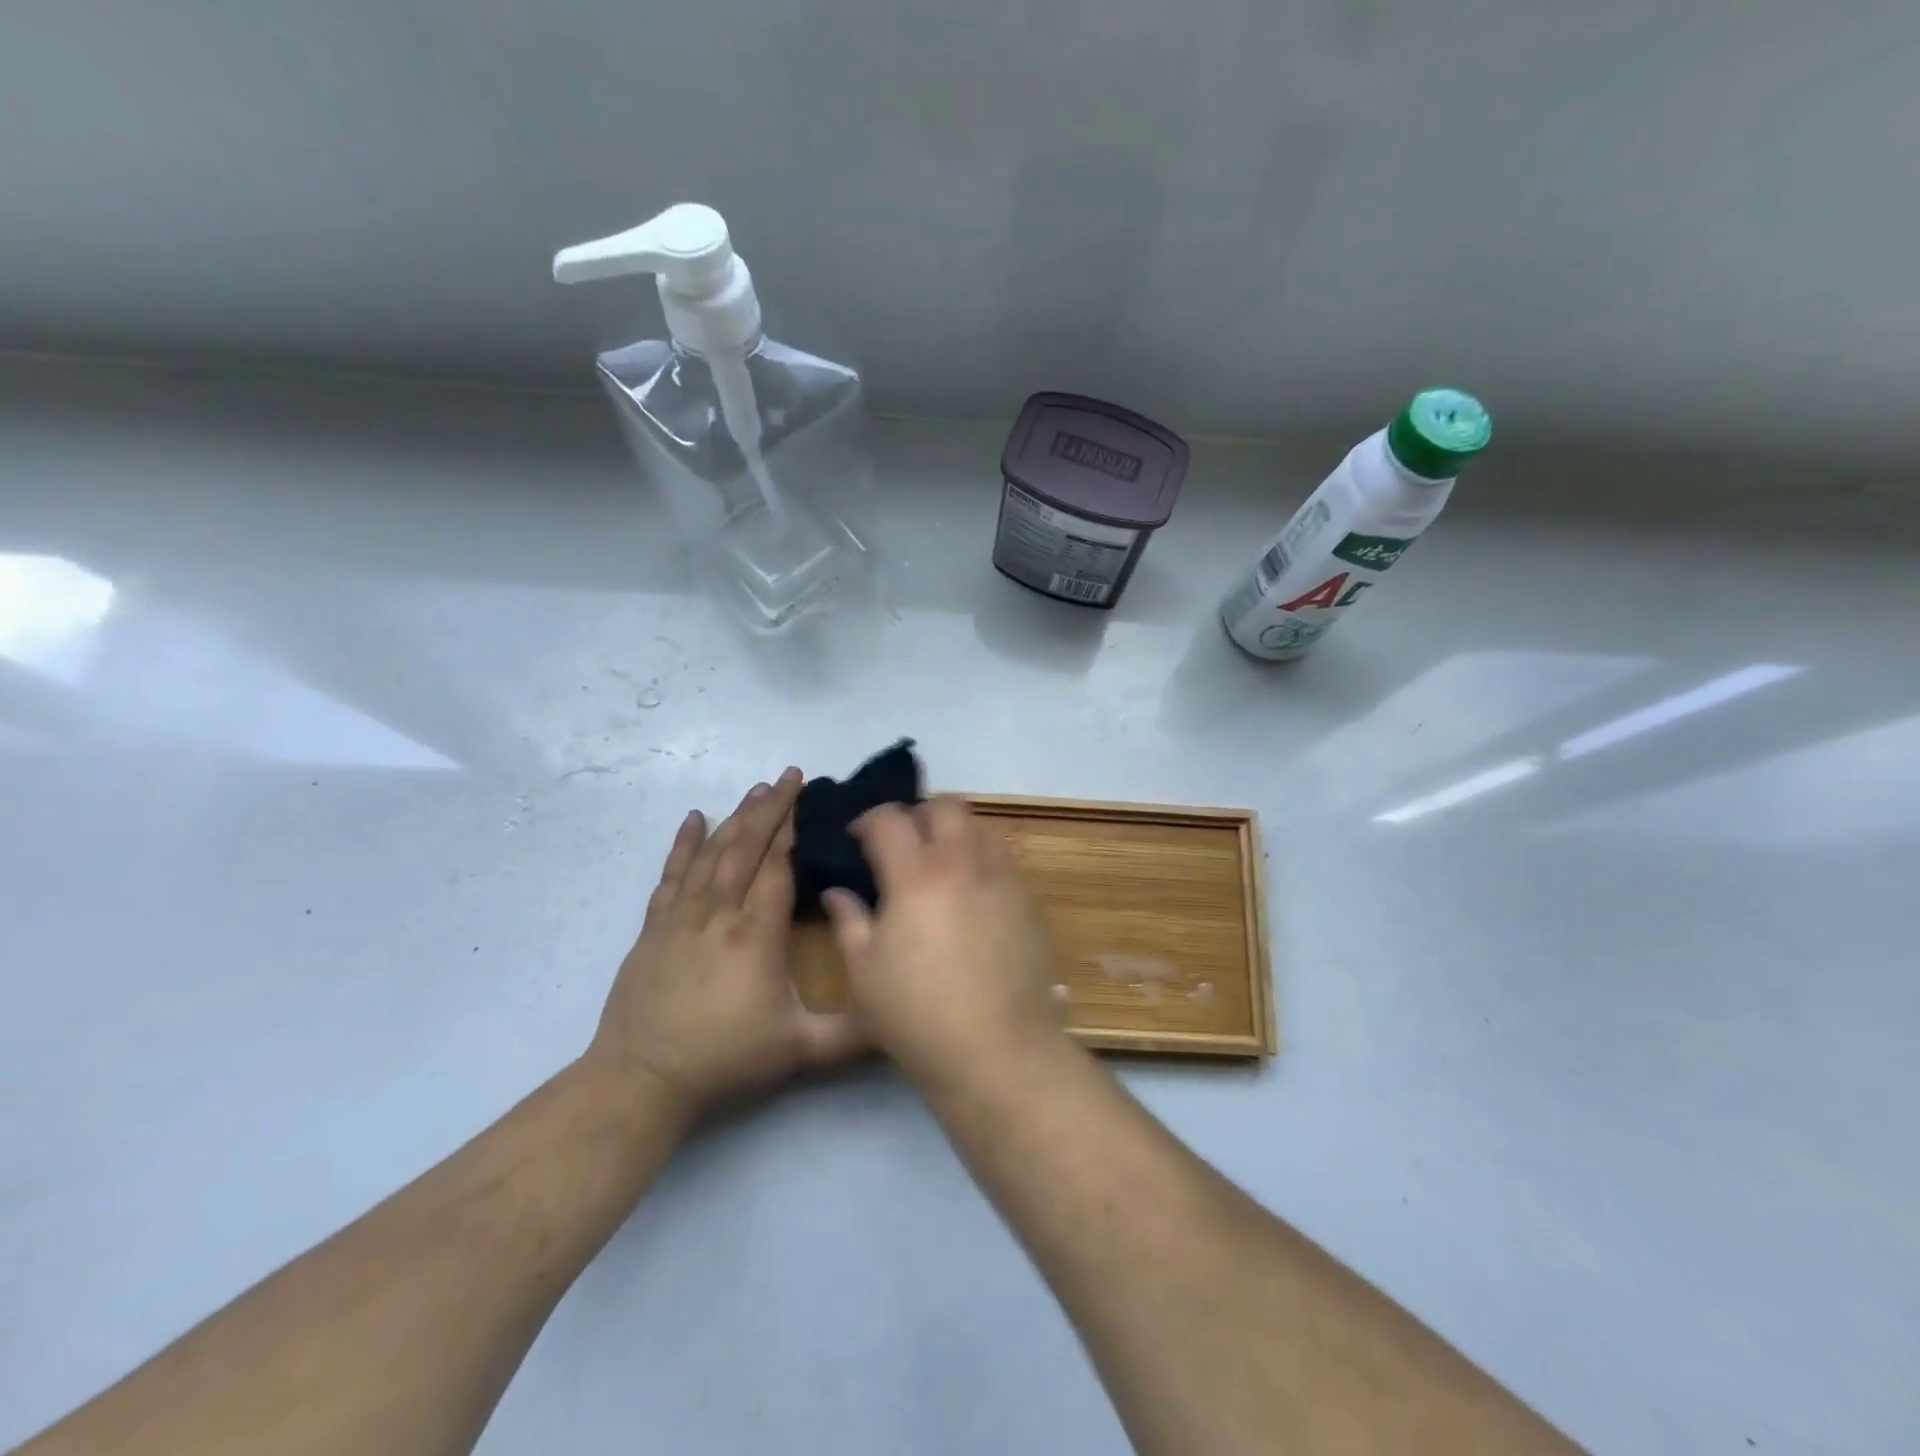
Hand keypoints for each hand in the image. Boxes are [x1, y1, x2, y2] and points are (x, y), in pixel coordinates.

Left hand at [588, 768, 866, 1118]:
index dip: (794, 831)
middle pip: (746, 847)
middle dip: (771, 808)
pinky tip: (694, 818)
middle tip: (791, 776)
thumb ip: (853, 1032)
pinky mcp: (655, 926)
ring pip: (713, 853)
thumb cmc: (724, 1059)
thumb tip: (899, 1013)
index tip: (810, 800)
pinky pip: (672, 874)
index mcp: (755, 934)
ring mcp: (682, 916)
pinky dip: (684, 843)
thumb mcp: (799, 1050)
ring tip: (758, 789)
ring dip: (737, 817)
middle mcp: (719, 913)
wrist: (642, 1078)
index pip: (777, 867)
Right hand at [822, 797, 1065, 1092]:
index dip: (868, 820)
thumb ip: (849, 921)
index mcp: (916, 875)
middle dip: (918, 815)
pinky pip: (1003, 860)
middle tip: (902, 845)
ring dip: (954, 834)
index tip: (859, 839)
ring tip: (939, 866)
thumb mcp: (865, 972)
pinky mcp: (1028, 901)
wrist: (997, 1049)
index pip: (890, 819)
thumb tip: (838, 892)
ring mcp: (1002, 879)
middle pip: (944, 807)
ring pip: (980, 828)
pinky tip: (970, 896)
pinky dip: (981, 861)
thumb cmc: (917, 1014)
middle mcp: (963, 863)